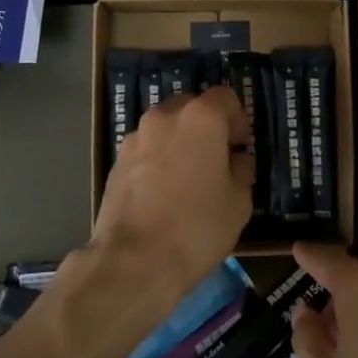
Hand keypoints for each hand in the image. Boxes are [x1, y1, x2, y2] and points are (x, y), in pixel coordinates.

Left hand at [93, 86, 254, 294]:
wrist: (134, 260)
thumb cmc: (197, 227)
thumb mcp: (239, 202)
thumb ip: (241, 170)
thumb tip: (235, 161)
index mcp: (201, 118)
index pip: (225, 97)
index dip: (238, 120)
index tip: (240, 147)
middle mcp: (165, 116)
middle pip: (192, 108)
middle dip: (206, 128)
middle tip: (216, 162)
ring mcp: (136, 137)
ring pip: (166, 128)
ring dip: (179, 143)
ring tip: (186, 181)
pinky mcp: (116, 160)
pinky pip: (146, 150)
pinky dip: (157, 161)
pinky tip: (162, 194)